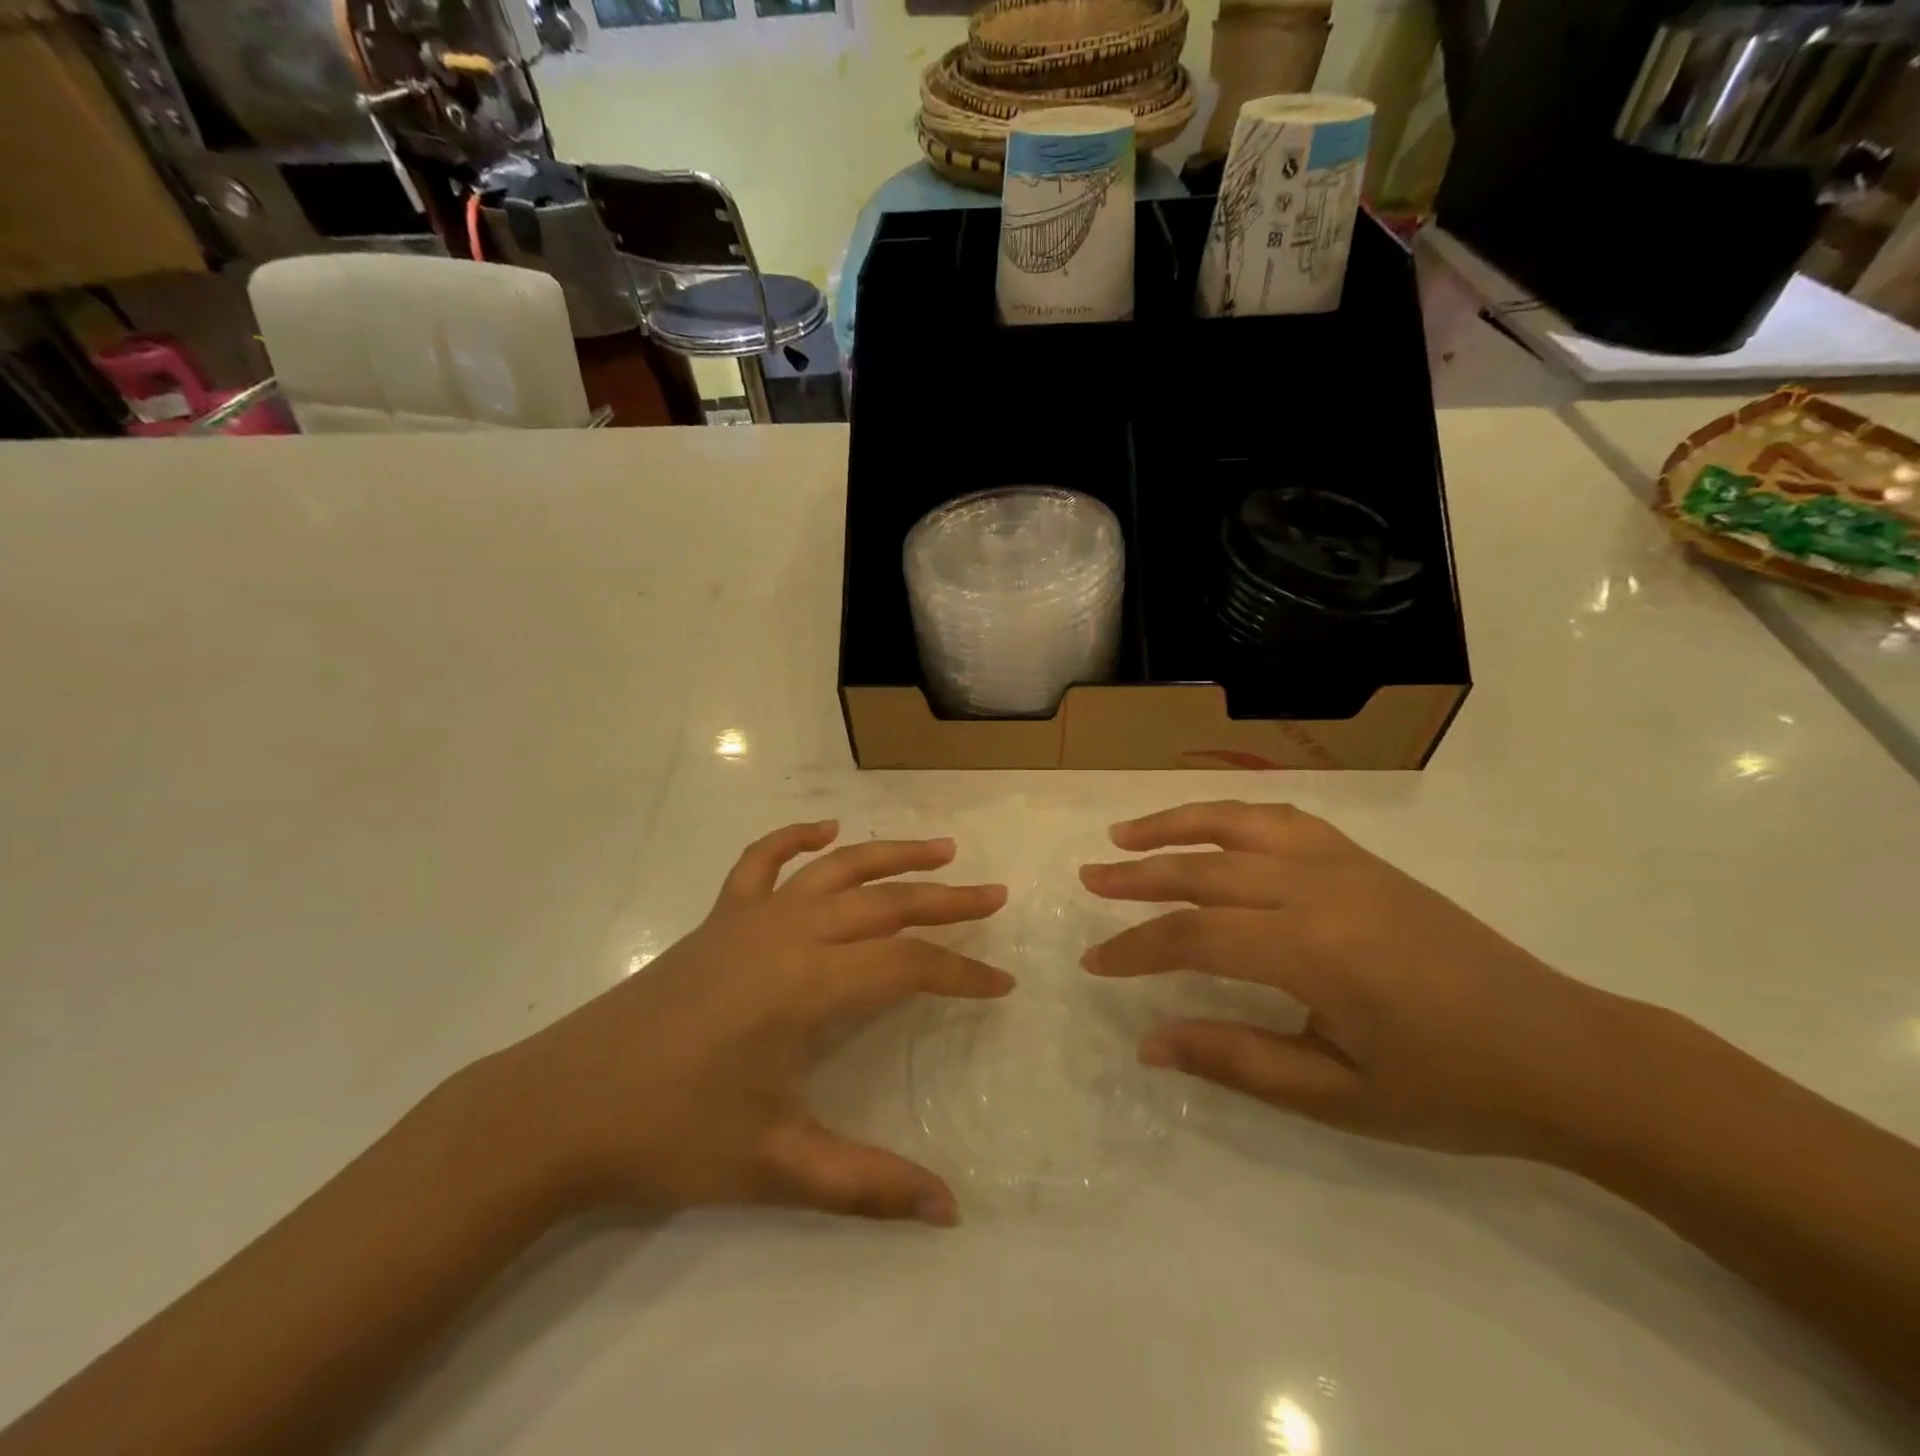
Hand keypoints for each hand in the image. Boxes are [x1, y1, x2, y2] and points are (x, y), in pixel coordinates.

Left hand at [481, 822, 1010, 1225]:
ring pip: (836, 869)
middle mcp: (789, 933)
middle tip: (995, 897)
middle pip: (884, 903)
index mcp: (808, 984)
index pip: (908, 966)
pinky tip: (826, 831)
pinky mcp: (718, 917)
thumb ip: (866, 1184)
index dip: (961, 973)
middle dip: (946, 901)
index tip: (1002, 984)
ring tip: (939, 850)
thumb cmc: (672, 1134)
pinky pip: (762, 860)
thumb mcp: (776, 1165)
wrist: (562, 1106)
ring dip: (891, 854)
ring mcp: (750, 916)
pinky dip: (797, 838)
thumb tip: (949, 1211)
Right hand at [1078, 800, 1642, 1159]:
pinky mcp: (1365, 860)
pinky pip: (1283, 819)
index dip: (1136, 948)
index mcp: (1313, 949)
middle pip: (1205, 867)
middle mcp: (1319, 887)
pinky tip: (1212, 828)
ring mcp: (1345, 863)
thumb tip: (1149, 1041)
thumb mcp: (1338, 1096)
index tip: (1095, 963)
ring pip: (1239, 824)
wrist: (1566, 1054)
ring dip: (1176, 824)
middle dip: (1138, 875)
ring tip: (1127, 833)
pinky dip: (1233, 816)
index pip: (1195, 936)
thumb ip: (1236, 1059)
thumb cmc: (1452, 1089)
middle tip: (1088, 879)